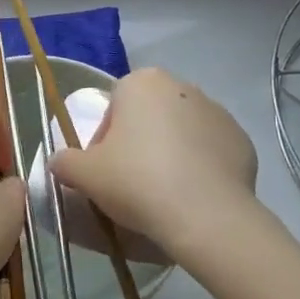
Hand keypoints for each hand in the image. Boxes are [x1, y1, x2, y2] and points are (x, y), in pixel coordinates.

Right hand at [49, 68, 258, 266]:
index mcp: (142, 83)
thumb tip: (58, 162)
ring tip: (165, 195)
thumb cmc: (137, 181)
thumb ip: (64, 162)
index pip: (113, 108)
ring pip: (181, 132)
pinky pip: (211, 152)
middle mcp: (181, 86)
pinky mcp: (242, 140)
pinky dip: (201, 168)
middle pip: (148, 116)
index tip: (107, 172)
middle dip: (139, 144)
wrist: (206, 215)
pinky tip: (193, 197)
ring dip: (170, 154)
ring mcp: (217, 112)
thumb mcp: (85, 175)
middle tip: (133, 184)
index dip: (105, 141)